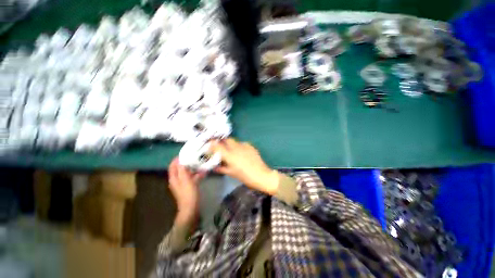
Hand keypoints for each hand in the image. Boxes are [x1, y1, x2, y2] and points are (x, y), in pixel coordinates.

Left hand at [168, 158, 205, 223]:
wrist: (191, 208)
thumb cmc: (188, 193)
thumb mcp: (186, 180)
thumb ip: (182, 170)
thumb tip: (180, 161)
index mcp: (174, 178)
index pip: (172, 166)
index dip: (177, 159)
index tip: (185, 153)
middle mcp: (177, 180)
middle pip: (179, 168)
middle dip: (186, 162)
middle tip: (194, 157)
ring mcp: (182, 183)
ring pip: (186, 173)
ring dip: (192, 168)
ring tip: (200, 163)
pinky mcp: (188, 186)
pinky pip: (191, 177)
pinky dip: (196, 174)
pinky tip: (203, 172)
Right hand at [210, 138, 279, 194]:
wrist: (261, 175)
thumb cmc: (245, 176)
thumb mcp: (231, 173)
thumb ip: (221, 168)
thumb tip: (215, 166)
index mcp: (230, 155)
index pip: (217, 146)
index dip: (212, 144)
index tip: (209, 144)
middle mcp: (236, 148)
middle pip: (227, 139)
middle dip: (223, 142)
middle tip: (222, 147)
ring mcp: (244, 146)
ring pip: (235, 141)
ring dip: (231, 144)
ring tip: (232, 151)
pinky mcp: (251, 146)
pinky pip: (242, 144)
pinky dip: (239, 147)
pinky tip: (241, 153)